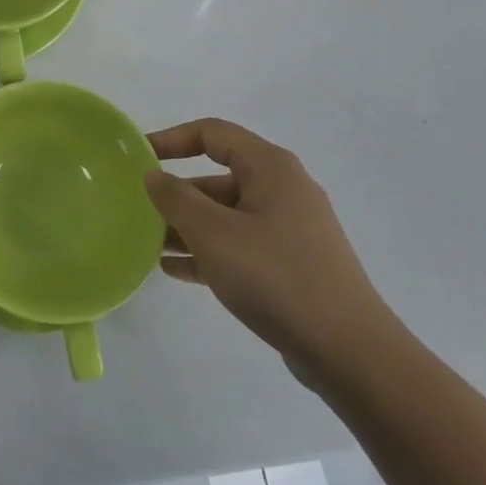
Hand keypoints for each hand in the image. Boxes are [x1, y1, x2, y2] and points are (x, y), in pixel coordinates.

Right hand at [145, 119, 398, 386]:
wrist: (348, 351)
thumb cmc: (275, 277)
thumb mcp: (212, 233)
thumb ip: (175, 198)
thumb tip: (154, 176)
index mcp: (270, 168)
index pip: (212, 133)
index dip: (171, 139)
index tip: (137, 158)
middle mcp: (282, 189)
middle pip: (217, 177)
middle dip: (176, 194)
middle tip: (138, 212)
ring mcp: (289, 229)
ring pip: (226, 215)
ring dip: (187, 226)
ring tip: (149, 246)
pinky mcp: (291, 263)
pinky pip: (239, 245)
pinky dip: (208, 251)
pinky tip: (176, 270)